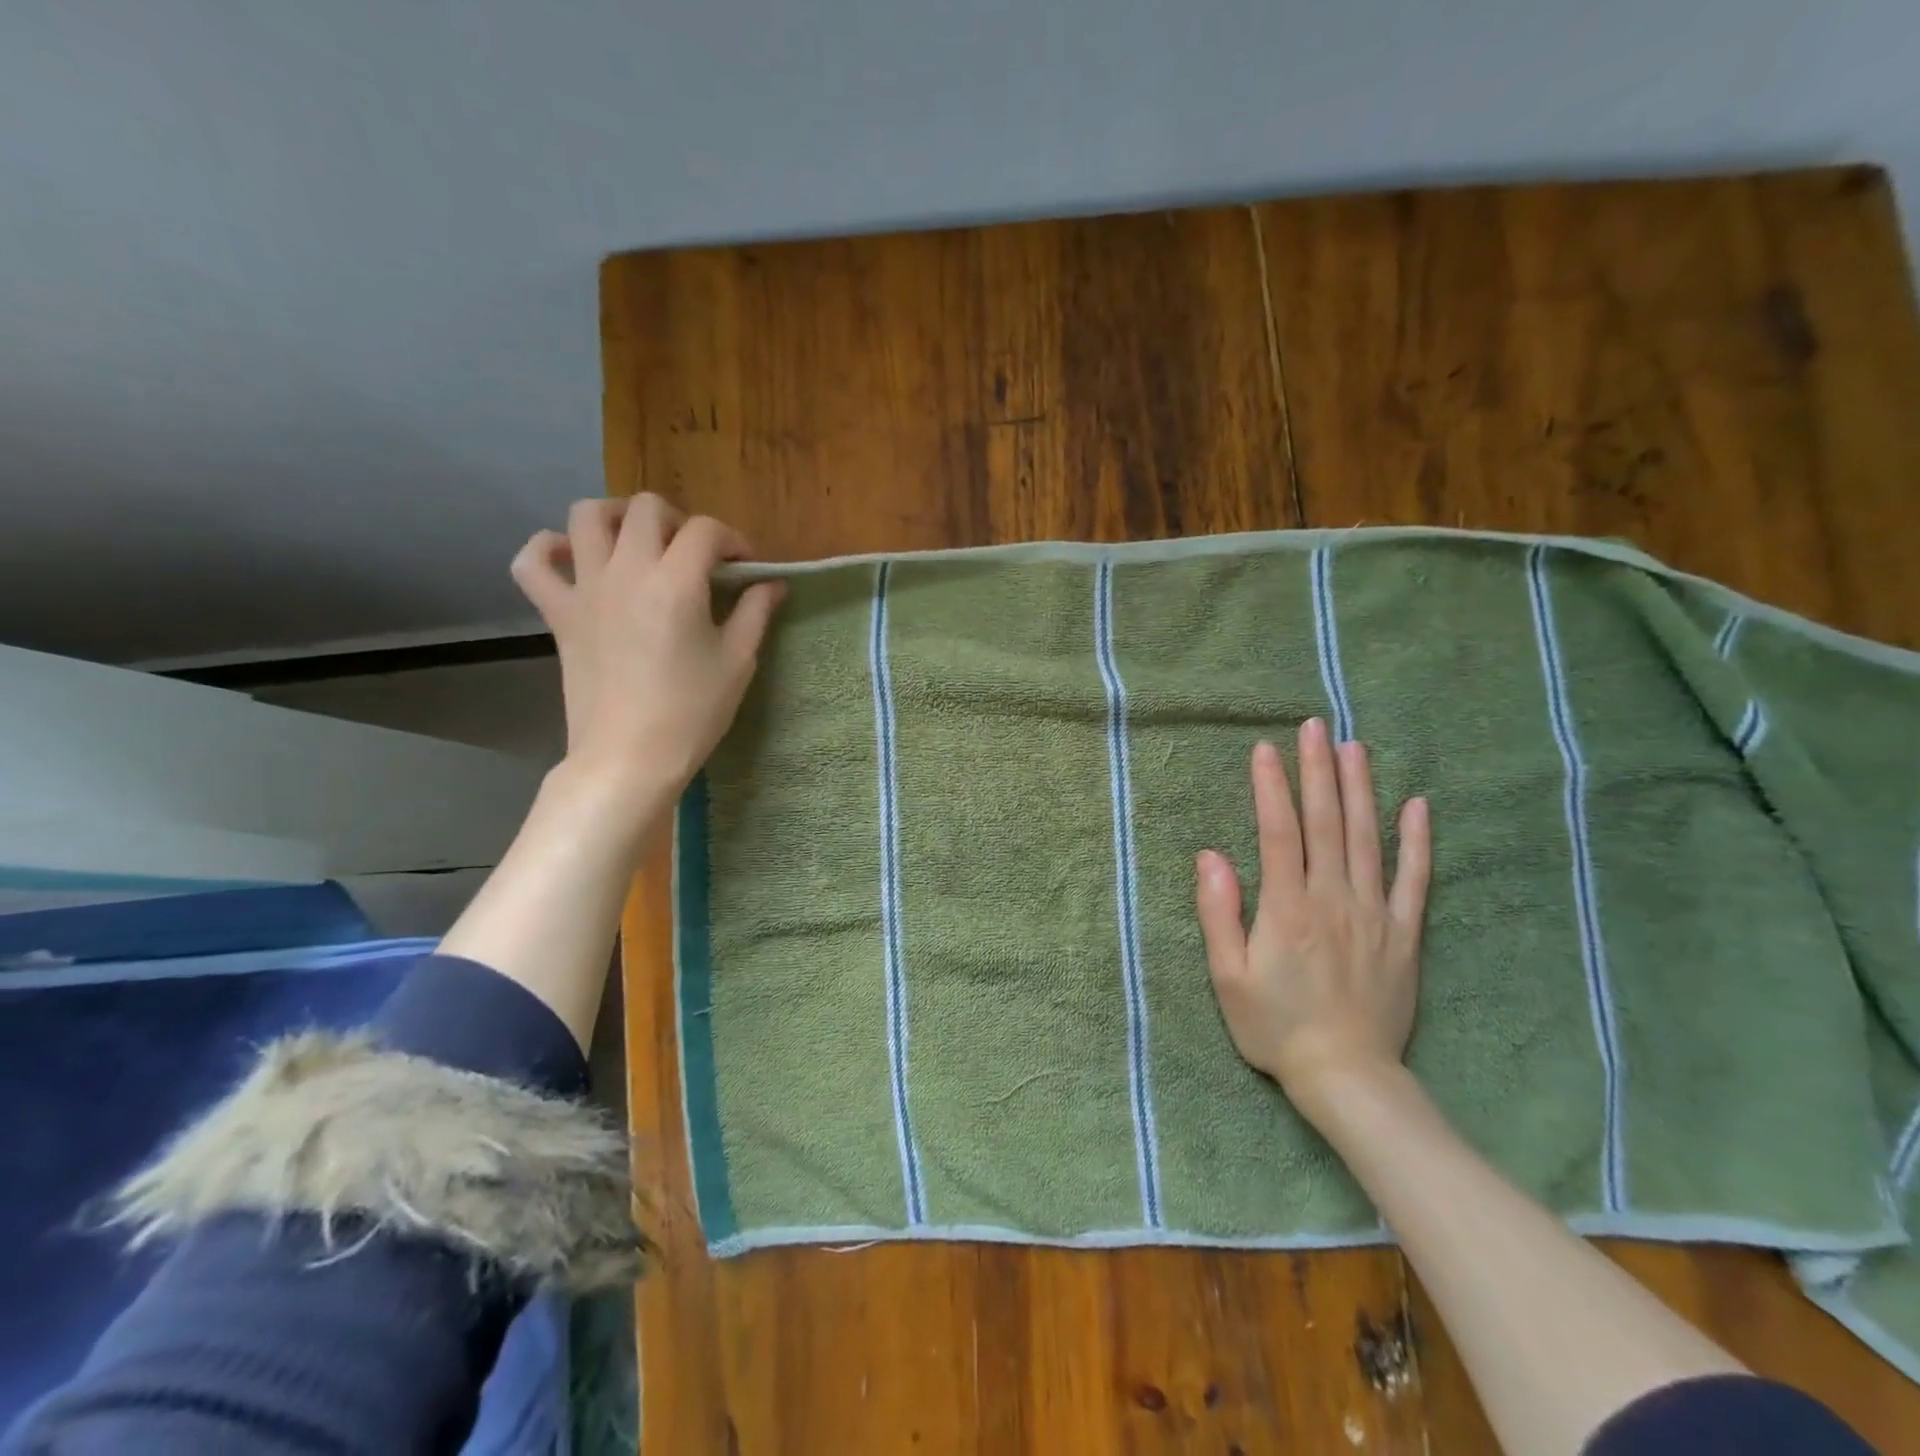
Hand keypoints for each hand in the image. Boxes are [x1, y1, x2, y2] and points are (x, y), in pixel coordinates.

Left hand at [511, 496, 784, 809]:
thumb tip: (772, 583)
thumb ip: (755, 612)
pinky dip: (548, 548)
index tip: (746, 568)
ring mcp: (585, 588)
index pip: (706, 530)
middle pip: (646, 509)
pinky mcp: (558, 613)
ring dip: (617, 517)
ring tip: (638, 542)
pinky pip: (532, 562)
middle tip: (696, 556)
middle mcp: (627, 570)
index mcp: (676, 582)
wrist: (629, 756)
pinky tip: (574, 559)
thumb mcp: (737, 662)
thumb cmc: (692, 712)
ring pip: (587, 515)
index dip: (734, 540)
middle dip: (680, 521)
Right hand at [1195, 719, 1431, 1122]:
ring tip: (1355, 748)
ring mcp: (1374, 914)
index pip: (1279, 833)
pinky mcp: (1404, 934)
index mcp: (1286, 909)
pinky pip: (1414, 879)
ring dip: (1360, 790)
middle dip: (1318, 771)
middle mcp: (1332, 899)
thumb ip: (1219, 913)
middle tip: (1315, 727)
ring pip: (1368, 839)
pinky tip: (1417, 805)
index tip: (1267, 750)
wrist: (1347, 1077)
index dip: (1272, 788)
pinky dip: (1417, 840)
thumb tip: (1210, 856)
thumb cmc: (1275, 1027)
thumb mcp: (1228, 977)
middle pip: (1326, 823)